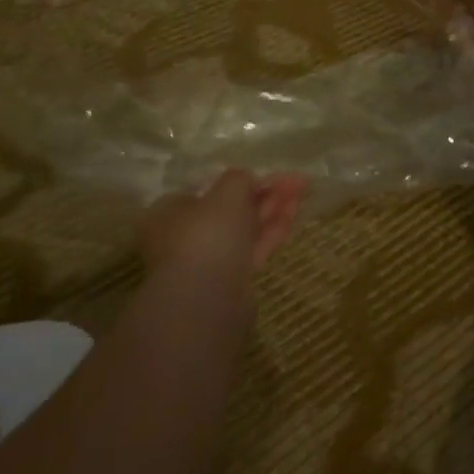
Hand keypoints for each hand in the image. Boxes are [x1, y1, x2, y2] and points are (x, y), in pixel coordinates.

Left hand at [138, 169, 306, 286]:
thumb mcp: (227, 192)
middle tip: (297, 182)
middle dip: (264, 194)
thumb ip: (239, 179)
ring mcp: (207, 261)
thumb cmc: (209, 235)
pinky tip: (292, 218)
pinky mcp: (229, 281)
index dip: (242, 180)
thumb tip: (247, 179)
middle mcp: (184, 235)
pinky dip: (270, 233)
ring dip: (272, 210)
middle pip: (230, 209)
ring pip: (244, 229)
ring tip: (302, 193)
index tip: (270, 174)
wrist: (207, 299)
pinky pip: (251, 249)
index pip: (209, 189)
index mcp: (170, 211)